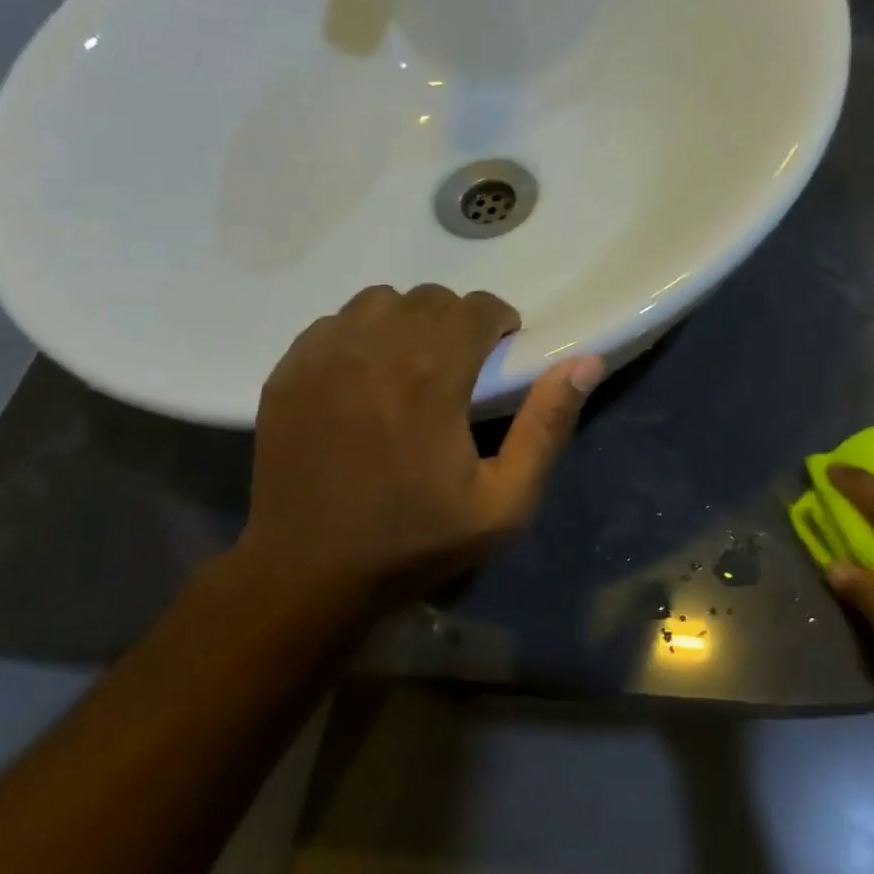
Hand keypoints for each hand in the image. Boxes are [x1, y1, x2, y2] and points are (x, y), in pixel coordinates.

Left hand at [236, 284, 605, 612]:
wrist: (308, 574)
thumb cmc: (416, 542)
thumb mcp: (504, 502)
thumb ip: (547, 426)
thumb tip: (586, 362)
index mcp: (432, 374)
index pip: (477, 306)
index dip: (499, 320)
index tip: (501, 350)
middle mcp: (375, 348)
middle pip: (431, 298)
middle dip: (458, 320)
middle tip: (463, 364)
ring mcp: (323, 356)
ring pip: (380, 301)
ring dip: (408, 321)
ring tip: (413, 364)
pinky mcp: (288, 372)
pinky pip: (335, 323)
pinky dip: (361, 335)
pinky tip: (365, 376)